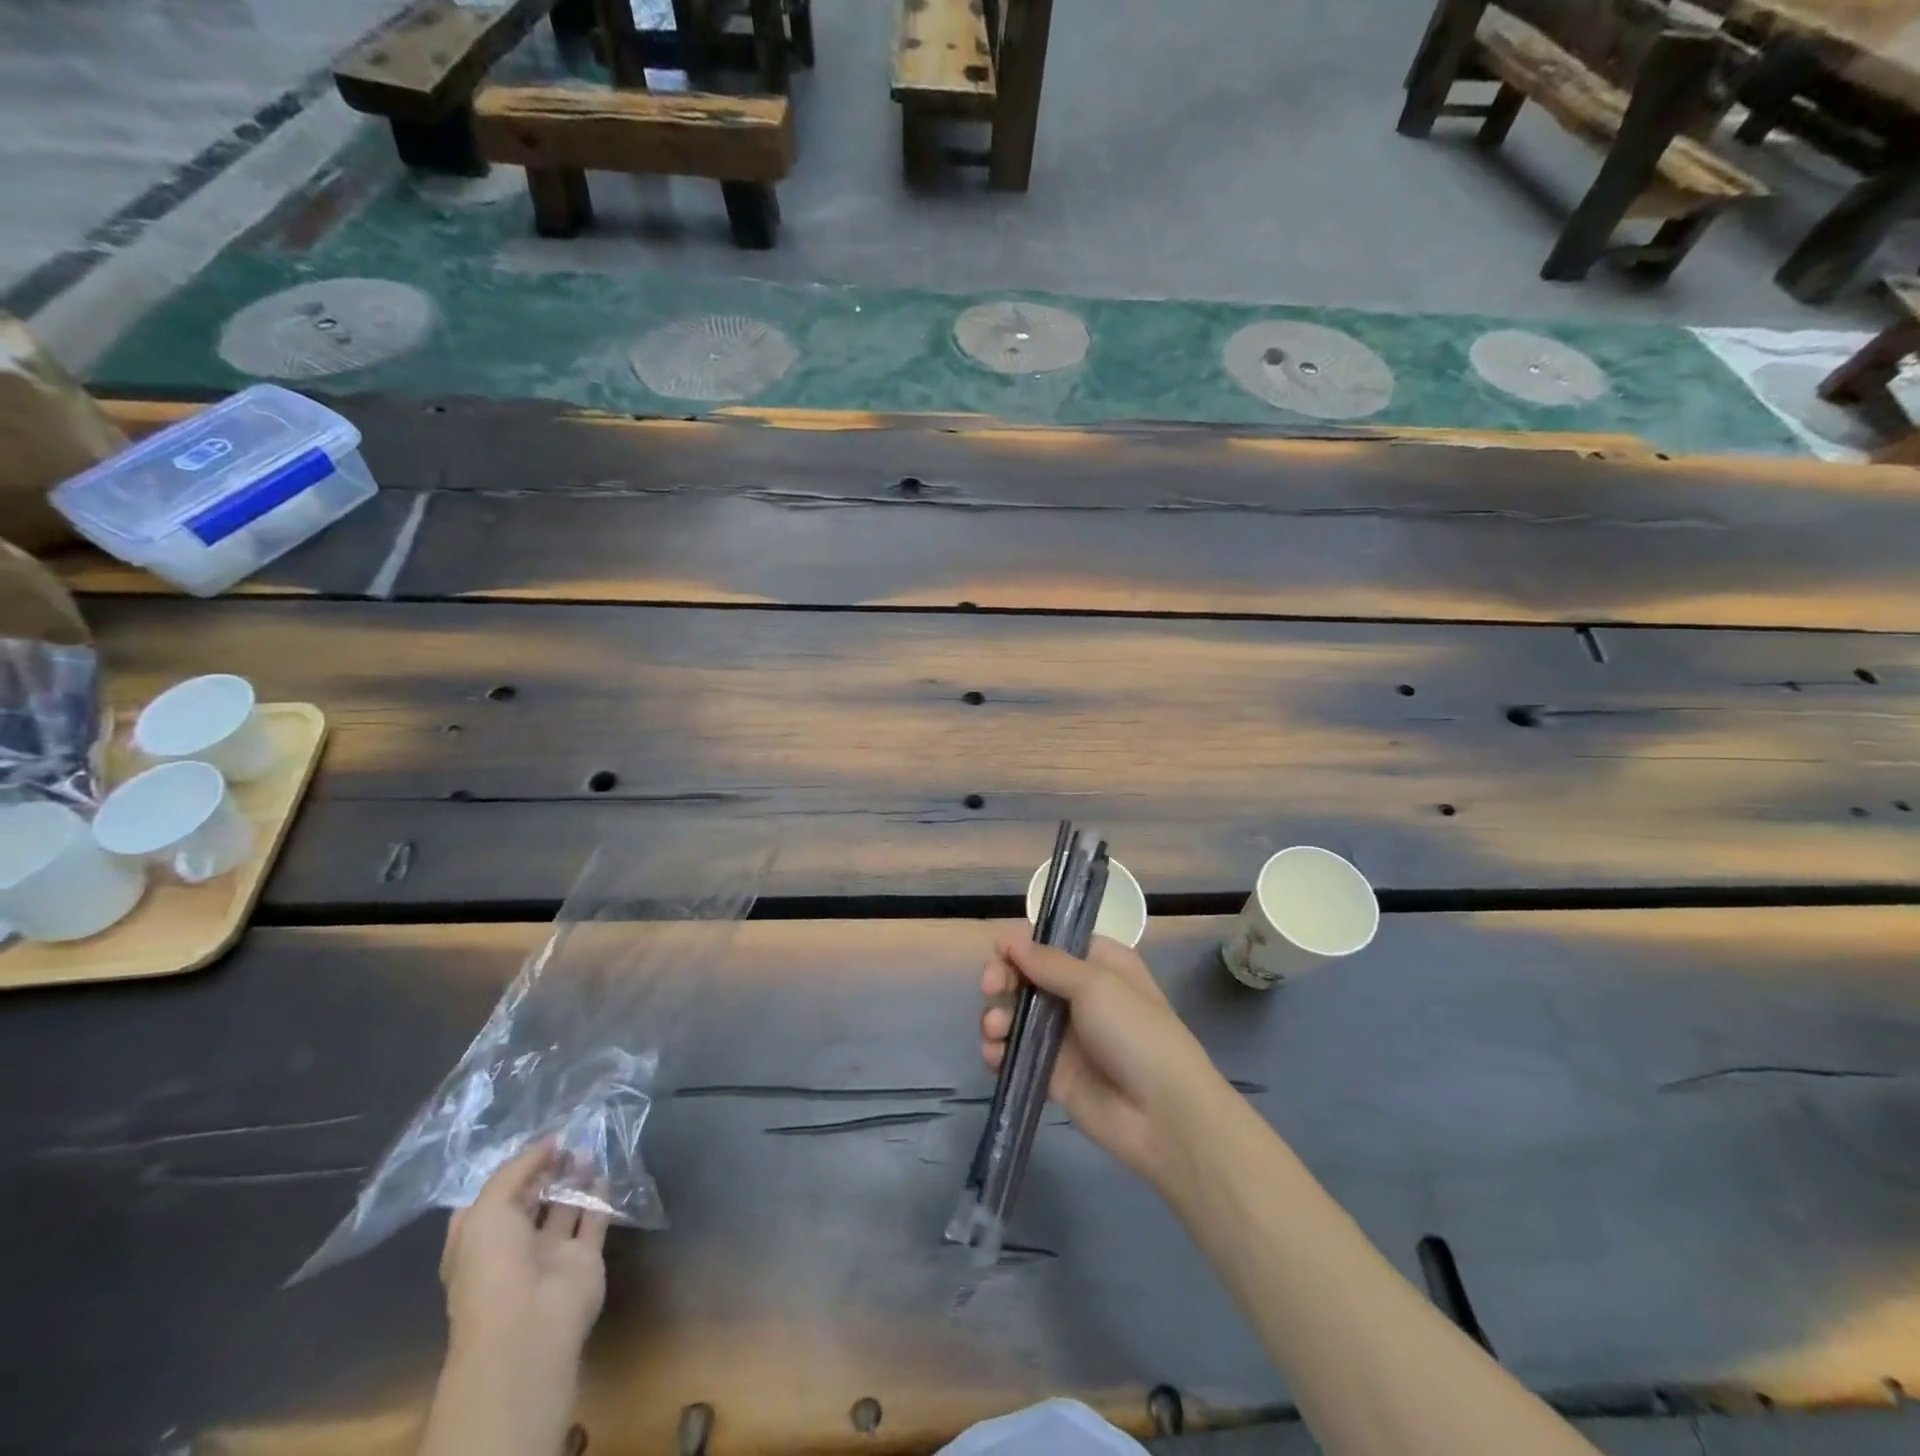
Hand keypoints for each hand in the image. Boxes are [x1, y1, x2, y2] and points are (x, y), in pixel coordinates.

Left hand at [440, 1140, 607, 1374]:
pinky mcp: (583, 1259)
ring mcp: (549, 1256)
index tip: (536, 1146)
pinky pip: (593, 1221)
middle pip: (531, 1202)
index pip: (492, 1202)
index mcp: (479, 1244)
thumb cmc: (492, 1268)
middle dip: (546, 1171)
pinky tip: (603, 1173)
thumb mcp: (487, 1211)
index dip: (511, 1173)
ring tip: (586, 1149)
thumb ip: (516, 1170)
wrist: (527, 1326)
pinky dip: (599, 1197)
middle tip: (566, 1142)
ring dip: (574, 1179)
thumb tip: (548, 1143)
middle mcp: (512, 1250)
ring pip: (564, 1209)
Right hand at [979, 931, 1231, 1189]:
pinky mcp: (1053, 1071)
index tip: (1000, 952)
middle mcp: (1080, 993)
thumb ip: (1048, 962)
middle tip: (992, 988)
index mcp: (1099, 963)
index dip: (1022, 944)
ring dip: (997, 1015)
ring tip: (996, 1030)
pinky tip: (994, 1055)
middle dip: (1003, 978)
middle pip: (1027, 975)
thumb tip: (1009, 939)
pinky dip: (999, 1050)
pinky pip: (1016, 1052)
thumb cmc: (1135, 1032)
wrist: (1164, 1114)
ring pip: (1016, 1013)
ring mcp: (1065, 1034)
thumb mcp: (1095, 984)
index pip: (1051, 942)